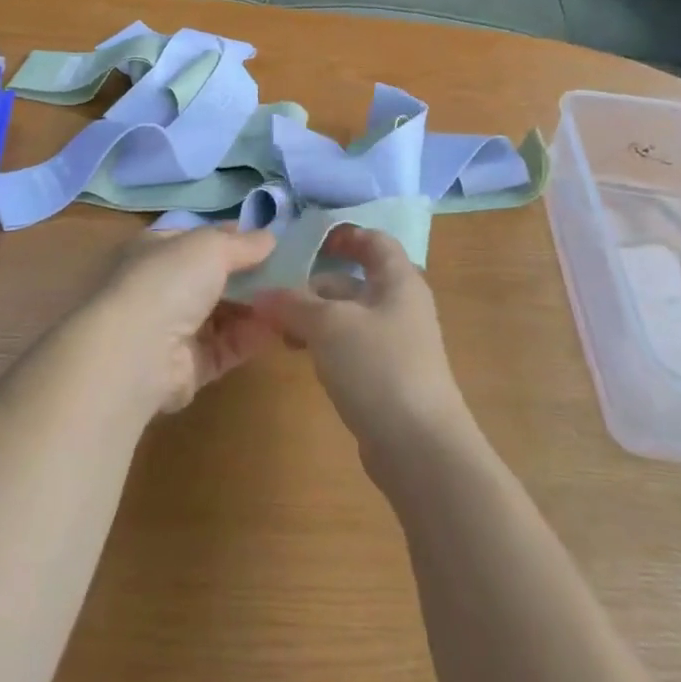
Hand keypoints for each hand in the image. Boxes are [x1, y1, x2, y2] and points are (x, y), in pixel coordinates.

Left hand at [90, 226, 280, 414]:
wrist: (136, 353)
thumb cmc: (169, 281)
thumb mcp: (211, 246)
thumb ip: (243, 243)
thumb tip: (269, 237)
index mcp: (156, 250)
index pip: (199, 239)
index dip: (233, 238)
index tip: (269, 240)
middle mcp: (161, 287)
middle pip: (213, 279)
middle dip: (248, 277)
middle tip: (289, 273)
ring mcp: (172, 329)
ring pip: (222, 315)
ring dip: (254, 308)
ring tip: (292, 300)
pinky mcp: (187, 367)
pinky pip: (226, 347)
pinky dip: (251, 338)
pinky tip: (279, 328)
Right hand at [255, 226, 473, 468]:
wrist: (419, 446)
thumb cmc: (378, 366)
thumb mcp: (329, 325)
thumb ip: (293, 304)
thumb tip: (261, 295)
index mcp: (398, 280)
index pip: (374, 240)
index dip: (343, 235)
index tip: (307, 241)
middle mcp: (400, 305)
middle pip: (355, 280)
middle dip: (314, 284)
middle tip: (275, 292)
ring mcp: (396, 343)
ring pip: (348, 316)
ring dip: (314, 316)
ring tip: (278, 328)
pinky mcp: (386, 376)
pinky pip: (351, 346)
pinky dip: (324, 344)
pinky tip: (300, 355)